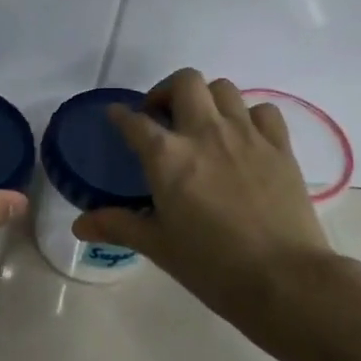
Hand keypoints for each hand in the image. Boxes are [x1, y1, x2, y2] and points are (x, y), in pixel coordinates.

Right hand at [73, 68, 338, 329]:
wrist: (282, 278)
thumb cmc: (210, 264)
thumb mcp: (157, 246)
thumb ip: (117, 225)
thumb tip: (79, 224)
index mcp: (167, 157)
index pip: (135, 122)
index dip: (120, 116)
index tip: (116, 116)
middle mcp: (205, 133)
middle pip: (185, 82)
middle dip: (167, 92)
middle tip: (161, 118)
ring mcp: (247, 135)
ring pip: (224, 88)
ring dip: (206, 99)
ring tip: (201, 125)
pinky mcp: (280, 147)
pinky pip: (263, 110)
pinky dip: (248, 116)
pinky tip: (243, 138)